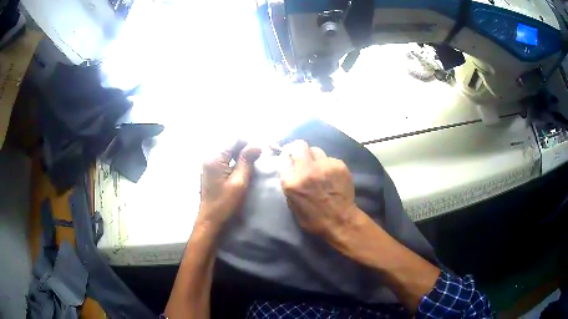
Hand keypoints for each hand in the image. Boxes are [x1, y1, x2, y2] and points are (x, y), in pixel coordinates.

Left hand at [199, 140, 260, 227]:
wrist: (210, 219)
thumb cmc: (225, 203)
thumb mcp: (239, 182)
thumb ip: (247, 161)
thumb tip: (257, 144)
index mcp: (215, 158)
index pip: (234, 139)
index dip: (248, 142)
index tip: (260, 150)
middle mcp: (209, 156)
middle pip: (229, 143)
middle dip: (244, 147)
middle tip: (257, 156)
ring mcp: (207, 162)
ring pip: (227, 150)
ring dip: (239, 153)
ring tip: (251, 162)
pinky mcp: (209, 169)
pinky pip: (223, 157)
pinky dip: (233, 159)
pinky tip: (241, 167)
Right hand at [279, 140, 359, 240]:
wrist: (340, 221)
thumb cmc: (313, 218)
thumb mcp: (292, 204)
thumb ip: (289, 184)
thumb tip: (289, 168)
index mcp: (291, 182)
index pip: (283, 157)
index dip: (286, 157)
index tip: (289, 159)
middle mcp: (307, 170)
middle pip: (299, 145)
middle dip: (299, 150)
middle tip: (302, 158)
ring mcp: (324, 166)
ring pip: (316, 150)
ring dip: (314, 157)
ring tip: (318, 168)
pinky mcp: (339, 165)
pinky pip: (329, 159)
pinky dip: (328, 165)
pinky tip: (331, 176)